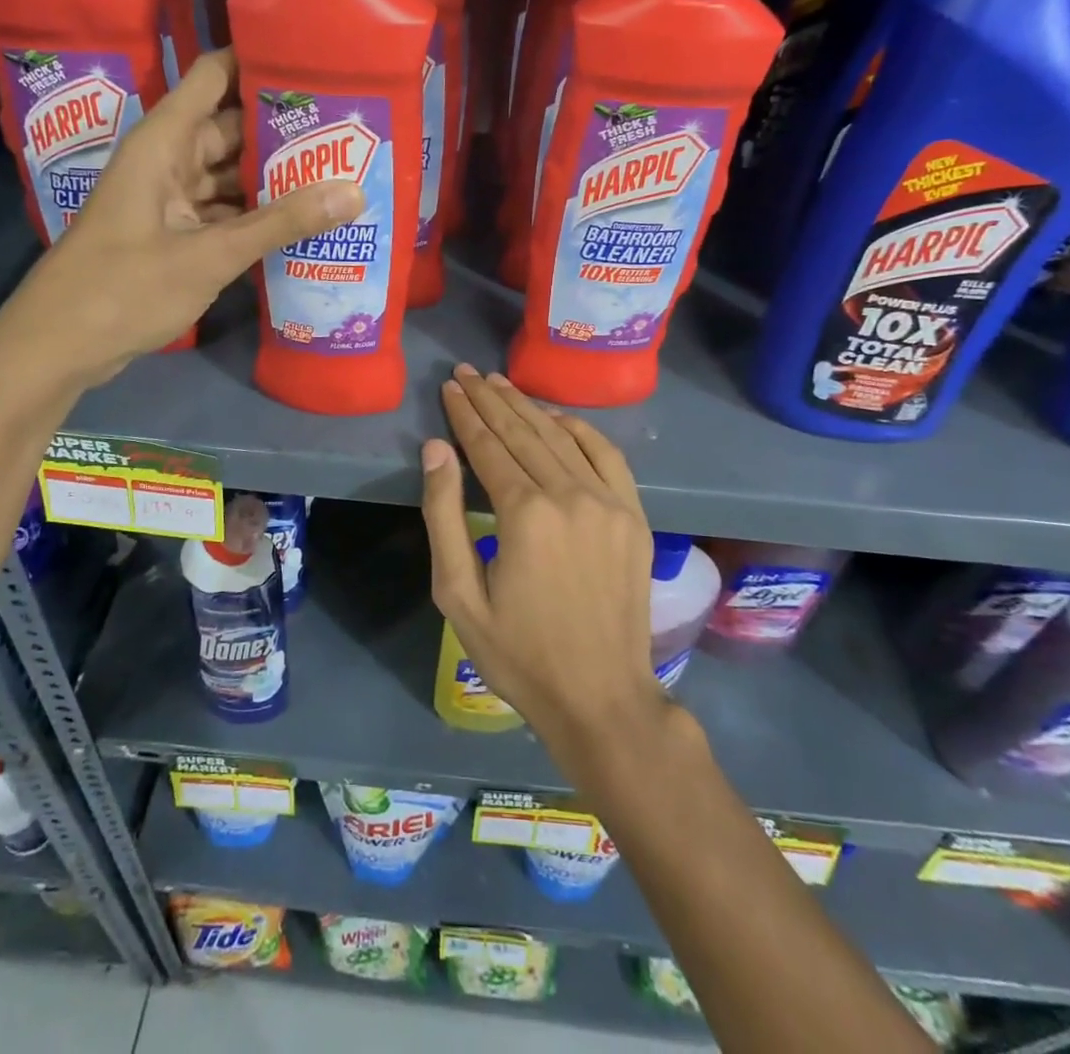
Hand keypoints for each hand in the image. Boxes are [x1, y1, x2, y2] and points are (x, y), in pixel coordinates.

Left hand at [0, 49, 361, 393]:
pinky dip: (256, 218)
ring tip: (338, 174)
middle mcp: (167, 161)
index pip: (215, 76)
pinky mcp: (173, 236)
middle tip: (348, 131)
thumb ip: (281, 223)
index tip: (318, 63)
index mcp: (164, 142)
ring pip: (230, 176)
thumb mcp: (210, 255)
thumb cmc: (124, 288)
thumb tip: (355, 192)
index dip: (261, 61)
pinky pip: (223, 213)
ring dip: (274, 179)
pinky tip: (301, 225)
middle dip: (284, 130)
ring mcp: (169, 201)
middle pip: (232, 128)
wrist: (59, 346)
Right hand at [420, 364, 663, 749]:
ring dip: (528, 407)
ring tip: (500, 384)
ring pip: (561, 437)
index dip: (465, 414)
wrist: (601, 697)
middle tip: (467, 372)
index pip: (487, 445)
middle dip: (490, 399)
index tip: (450, 387)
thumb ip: (443, 515)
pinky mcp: (633, 515)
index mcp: (524, 513)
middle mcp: (569, 494)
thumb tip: (436, 449)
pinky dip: (580, 429)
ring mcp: (609, 502)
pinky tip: (557, 416)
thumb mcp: (458, 594)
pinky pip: (607, 455)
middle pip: (522, 432)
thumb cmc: (518, 653)